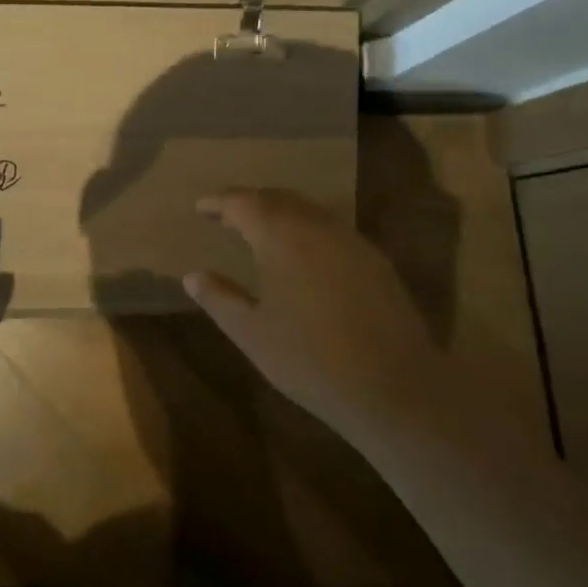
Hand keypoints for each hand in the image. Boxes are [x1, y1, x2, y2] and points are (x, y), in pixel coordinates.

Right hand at [186, 189, 438, 438]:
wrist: (395, 388)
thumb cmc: (310, 359)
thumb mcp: (252, 333)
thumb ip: (219, 298)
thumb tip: (193, 276)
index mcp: (280, 234)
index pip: (242, 201)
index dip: (219, 201)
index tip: (201, 205)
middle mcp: (315, 224)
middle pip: (276, 198)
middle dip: (248, 202)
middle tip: (226, 214)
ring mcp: (350, 239)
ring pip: (306, 210)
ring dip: (279, 213)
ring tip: (259, 231)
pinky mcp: (374, 259)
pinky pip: (330, 230)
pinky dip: (306, 231)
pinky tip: (302, 256)